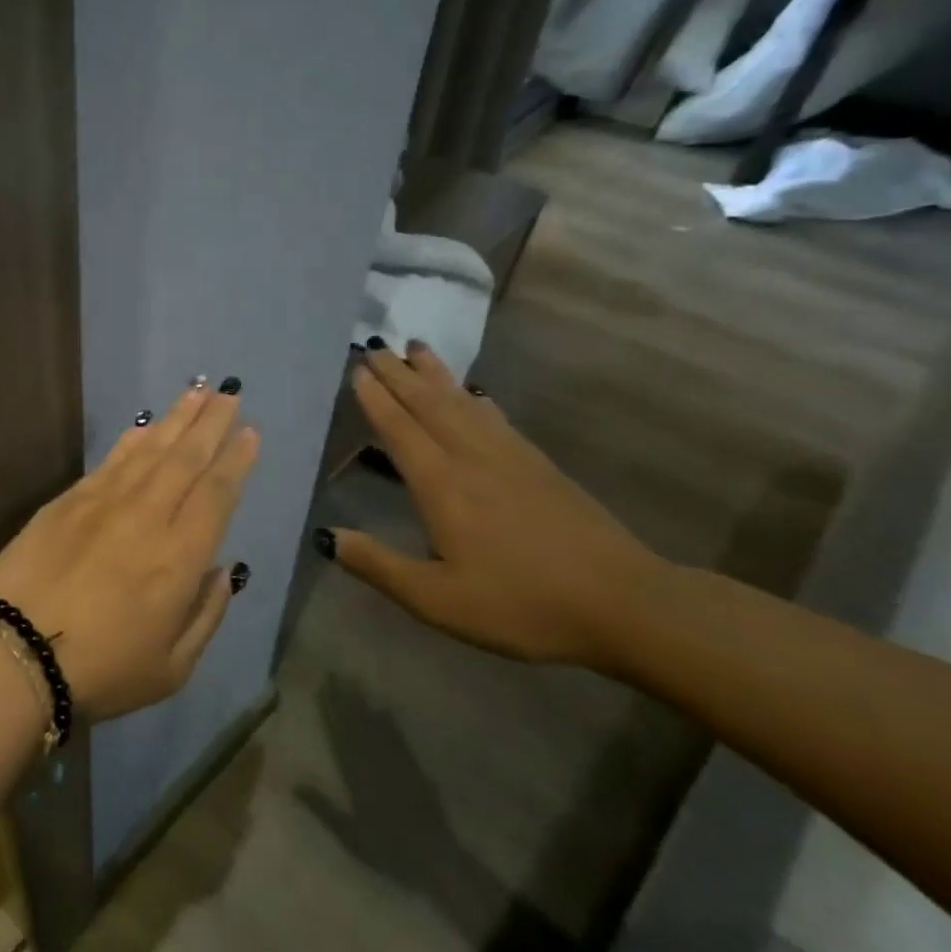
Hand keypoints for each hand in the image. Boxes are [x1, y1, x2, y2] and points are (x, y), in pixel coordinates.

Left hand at [0, 384, 259, 719]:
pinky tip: (144, 425)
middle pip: (186, 459)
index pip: (216, 494)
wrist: (16, 652)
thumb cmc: (102, 670)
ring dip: (176, 419)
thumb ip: (207, 614)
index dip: (235, 460)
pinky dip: (131, 439)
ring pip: (149, 450)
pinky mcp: (68, 501)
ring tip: (196, 391)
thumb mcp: (173, 666)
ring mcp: (104, 503)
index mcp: (180, 558)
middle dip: (211, 423)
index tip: (249, 431)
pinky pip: (110, 460)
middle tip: (228, 393)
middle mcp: (147, 517)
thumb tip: (224, 569)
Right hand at [319, 343, 670, 666]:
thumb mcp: (437, 599)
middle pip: (429, 405)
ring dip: (436, 374)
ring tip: (416, 347)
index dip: (376, 399)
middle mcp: (472, 459)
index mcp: (442, 486)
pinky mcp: (540, 467)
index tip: (357, 369)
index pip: (400, 430)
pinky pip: (495, 418)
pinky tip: (473, 393)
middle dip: (399, 374)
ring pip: (463, 403)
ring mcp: (511, 458)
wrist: (625, 604)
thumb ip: (378, 565)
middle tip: (375, 347)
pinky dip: (475, 398)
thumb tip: (326, 536)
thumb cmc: (521, 604)